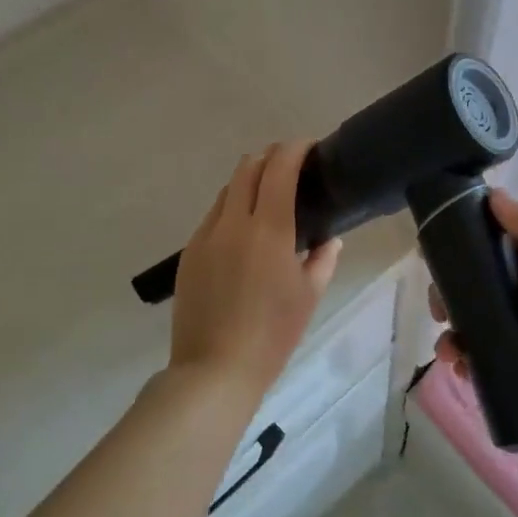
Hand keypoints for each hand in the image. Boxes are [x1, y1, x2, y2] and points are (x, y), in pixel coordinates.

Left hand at [170, 141, 341, 401]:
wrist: (215, 368)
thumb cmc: (273, 334)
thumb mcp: (308, 296)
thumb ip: (323, 259)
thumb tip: (328, 238)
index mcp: (268, 229)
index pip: (279, 168)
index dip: (294, 149)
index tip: (309, 148)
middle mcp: (232, 222)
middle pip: (247, 168)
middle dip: (270, 158)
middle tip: (291, 169)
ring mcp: (205, 236)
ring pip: (227, 191)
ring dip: (249, 183)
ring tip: (268, 202)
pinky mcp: (189, 253)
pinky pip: (212, 217)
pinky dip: (231, 210)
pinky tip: (243, 235)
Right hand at [432, 191, 517, 432]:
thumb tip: (492, 195)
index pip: (491, 243)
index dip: (459, 248)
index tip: (432, 260)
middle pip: (477, 287)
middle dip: (450, 297)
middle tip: (439, 314)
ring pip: (480, 325)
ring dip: (455, 334)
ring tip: (449, 355)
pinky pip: (492, 359)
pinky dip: (471, 363)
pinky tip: (461, 373)